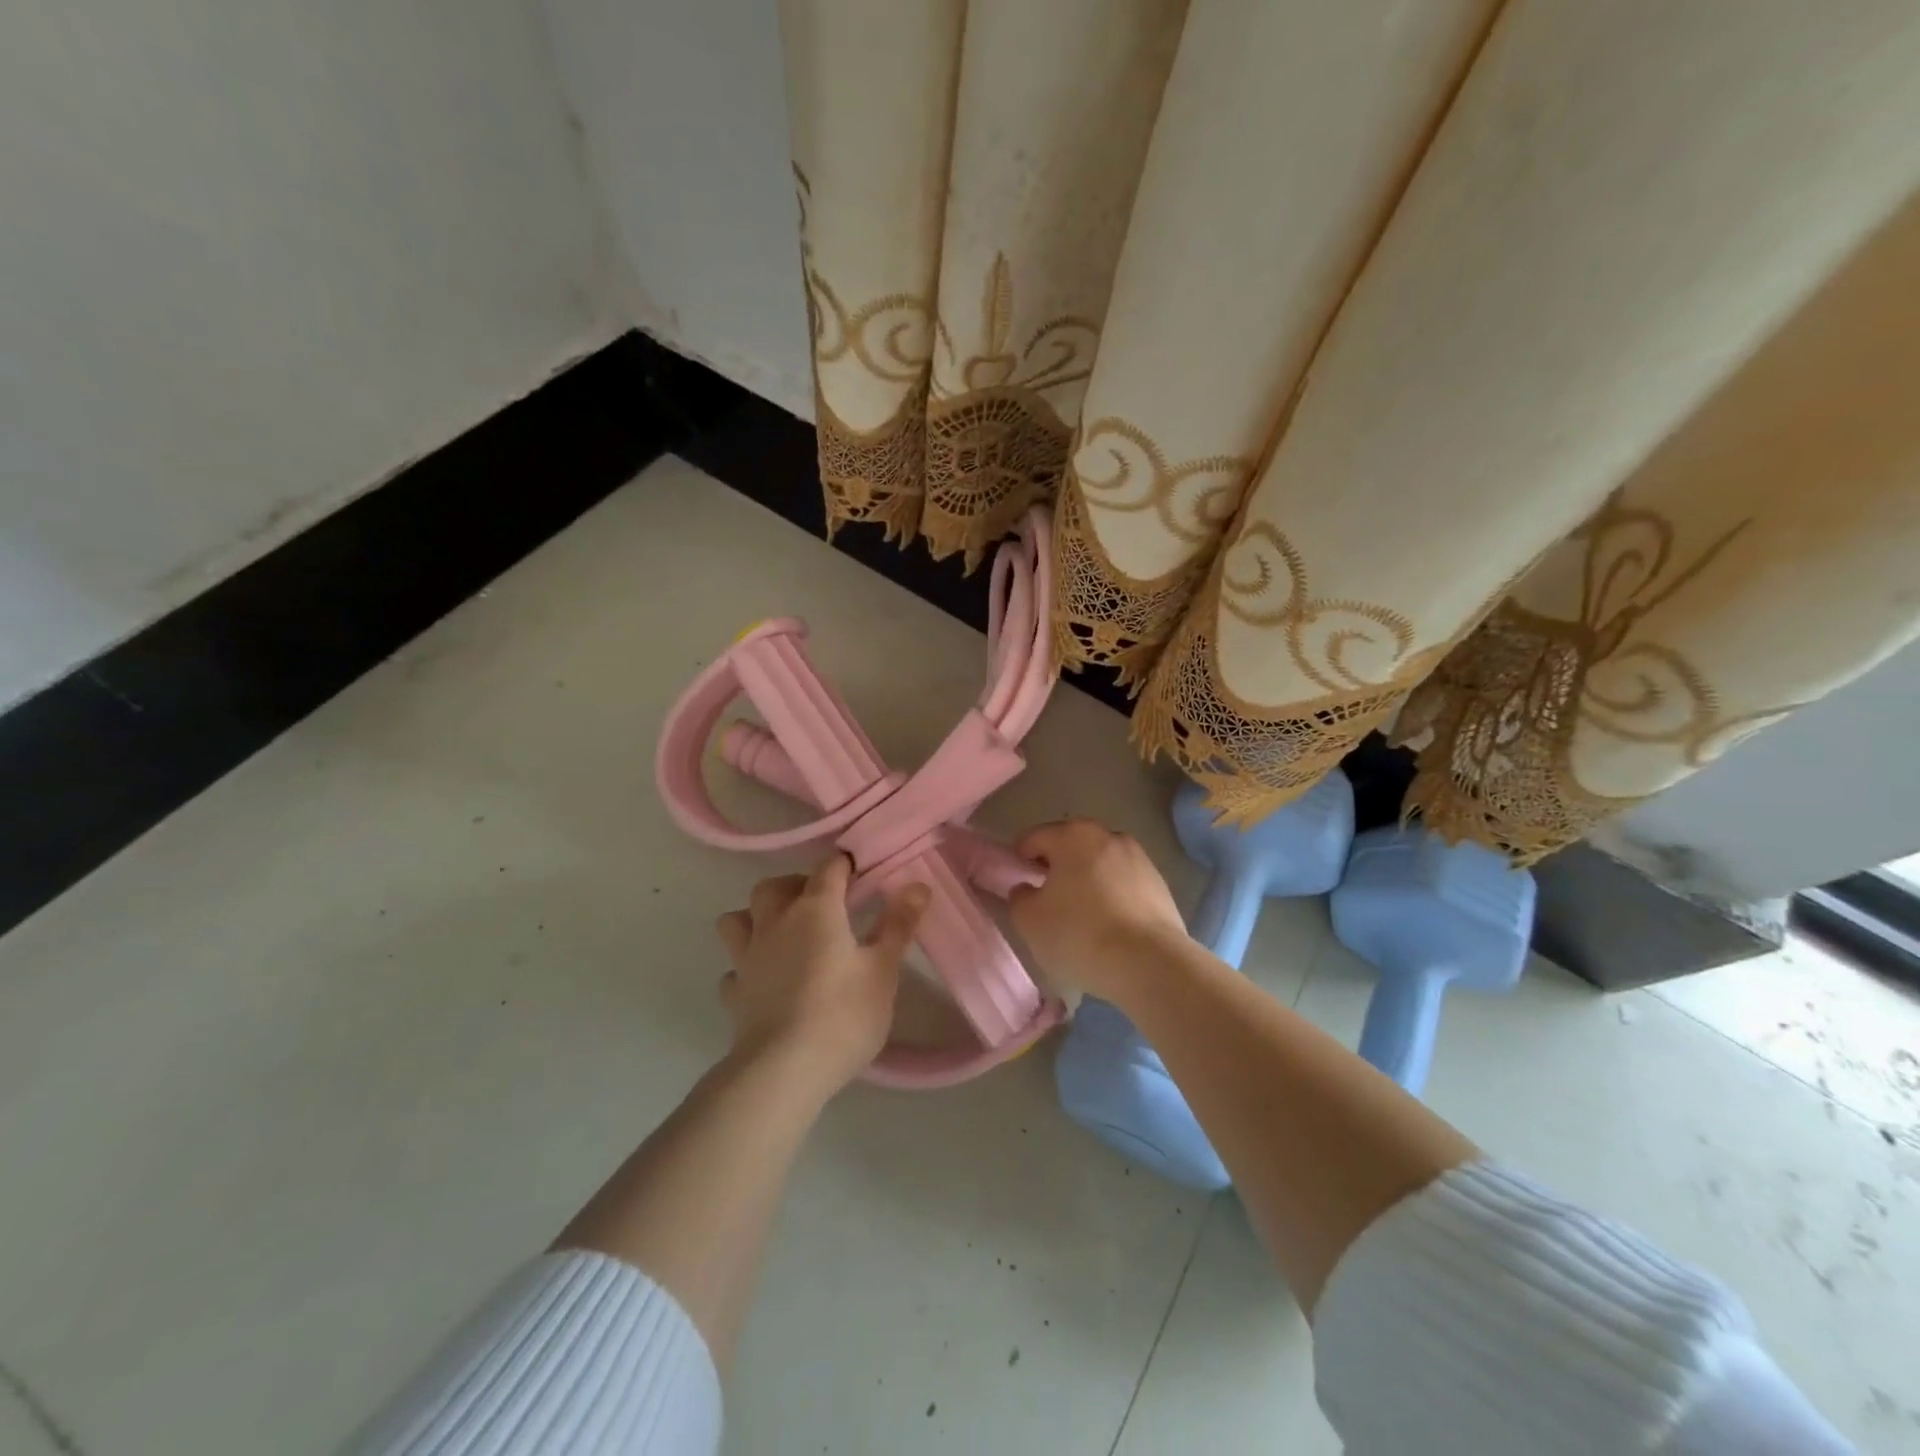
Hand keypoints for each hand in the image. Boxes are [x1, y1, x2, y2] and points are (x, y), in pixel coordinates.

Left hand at [714, 855, 928, 1096]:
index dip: (845, 865)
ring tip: (781, 933)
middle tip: (822, 905)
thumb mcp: (883, 969)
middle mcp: (775, 922)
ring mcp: (748, 957)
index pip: (828, 868)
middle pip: (773, 885)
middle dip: (795, 885)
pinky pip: (734, 967)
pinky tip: (763, 980)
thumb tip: (918, 885)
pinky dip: (746, 966)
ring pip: (737, 919)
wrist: (783, 1071)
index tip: (861, 874)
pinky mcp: (734, 993)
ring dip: (755, 917)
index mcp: (815, 909)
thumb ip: (898, 924)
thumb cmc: (843, 1014)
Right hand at [1007, 819, 1188, 998]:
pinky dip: (1112, 899)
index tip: (1018, 886)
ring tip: (1081, 919)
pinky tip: (1109, 929)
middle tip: (1047, 903)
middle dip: (1057, 869)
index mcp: (1073, 835)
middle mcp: (1108, 836)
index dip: (1019, 860)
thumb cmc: (1079, 934)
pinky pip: (1124, 886)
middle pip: (1071, 848)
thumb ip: (1019, 897)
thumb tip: (1027, 888)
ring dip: (1087, 883)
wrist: (1150, 963)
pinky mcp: (1160, 885)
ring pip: (1100, 866)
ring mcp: (1139, 858)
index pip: (1034, 838)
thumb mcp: (1029, 920)